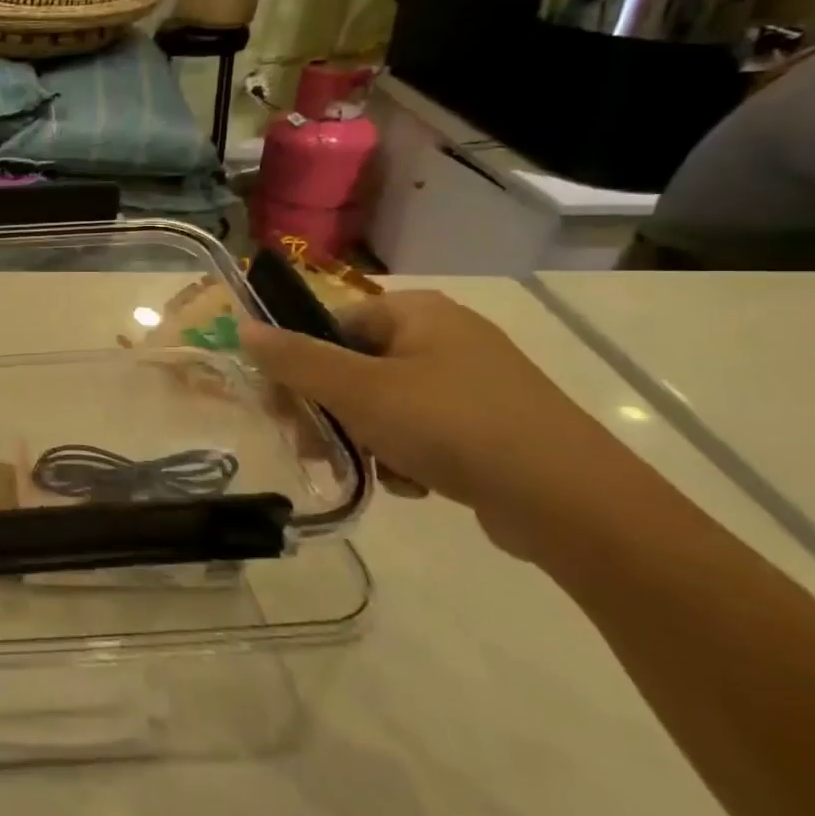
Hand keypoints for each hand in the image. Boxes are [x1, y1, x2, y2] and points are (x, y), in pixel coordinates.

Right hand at [240, 291, 641, 558]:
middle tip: (316, 447)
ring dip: (365, 438)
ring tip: (375, 470)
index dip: (299, 364)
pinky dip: (406, 455)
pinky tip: (414, 484)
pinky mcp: (491, 426)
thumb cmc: (451, 426)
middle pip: (355, 367)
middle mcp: (445, 337)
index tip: (281, 406)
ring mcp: (473, 383)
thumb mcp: (358, 390)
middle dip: (330, 411)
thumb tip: (243, 326)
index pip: (332, 325)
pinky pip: (422, 431)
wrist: (572, 502)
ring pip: (384, 404)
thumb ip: (295, 359)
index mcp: (417, 312)